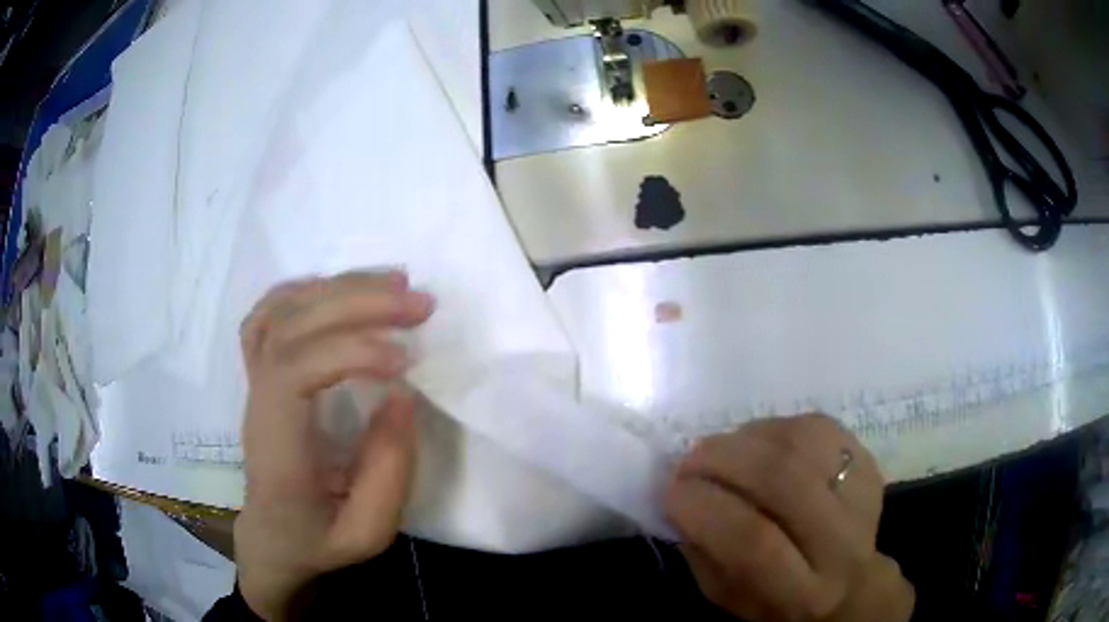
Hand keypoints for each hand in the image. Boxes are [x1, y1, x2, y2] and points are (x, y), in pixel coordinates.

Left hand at [233, 272, 434, 620]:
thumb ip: (388, 473)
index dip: (348, 352)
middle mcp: (257, 405)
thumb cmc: (317, 540)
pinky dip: (305, 290)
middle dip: (355, 303)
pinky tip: (341, 288)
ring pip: (278, 312)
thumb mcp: (365, 534)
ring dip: (336, 288)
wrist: (273, 539)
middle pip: (289, 328)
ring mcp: (253, 384)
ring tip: (394, 284)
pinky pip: (268, 315)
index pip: (293, 373)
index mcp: (277, 450)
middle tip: (419, 302)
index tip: (405, 361)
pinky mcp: (260, 375)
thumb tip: (402, 395)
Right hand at [666, 414, 914, 621]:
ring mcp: (862, 495)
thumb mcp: (727, 595)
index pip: (753, 543)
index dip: (704, 508)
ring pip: (802, 443)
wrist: (847, 583)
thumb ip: (702, 551)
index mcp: (801, 592)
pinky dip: (775, 426)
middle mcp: (841, 544)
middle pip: (784, 481)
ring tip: (721, 448)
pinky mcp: (869, 462)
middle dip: (723, 460)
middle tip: (691, 460)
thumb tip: (680, 494)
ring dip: (747, 437)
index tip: (672, 492)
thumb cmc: (775, 598)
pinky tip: (757, 441)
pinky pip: (818, 426)